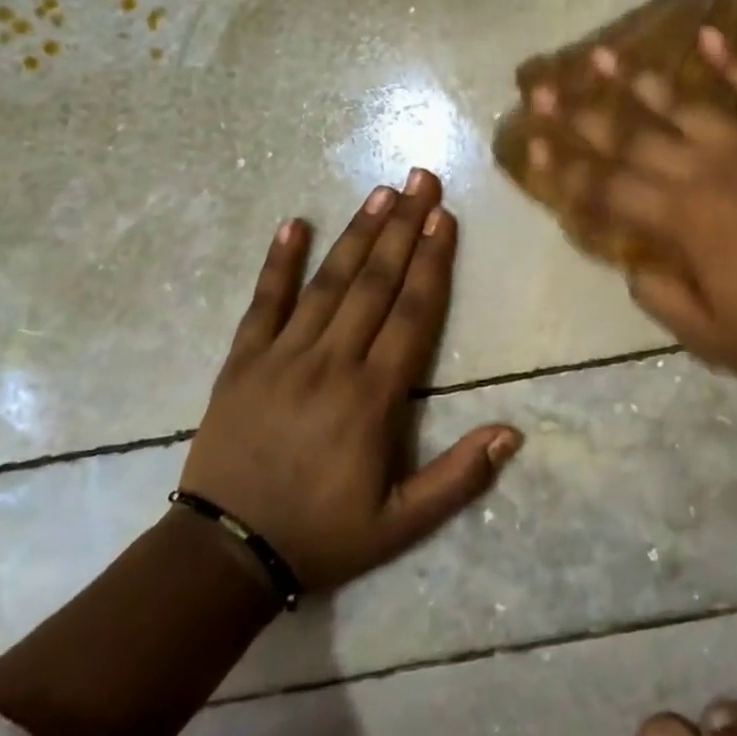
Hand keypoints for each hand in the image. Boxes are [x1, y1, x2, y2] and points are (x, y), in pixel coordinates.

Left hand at [179, 170, 521, 592]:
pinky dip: (278, 262)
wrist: (224, 555)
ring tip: (380, 192)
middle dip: (402, 227)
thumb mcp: (401, 525)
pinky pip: (262, 303)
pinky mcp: (241, 362)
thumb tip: (512, 433)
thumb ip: (458, 478)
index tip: (444, 217)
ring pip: (328, 282)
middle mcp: (332, 363)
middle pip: (375, 283)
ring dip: (357, 234)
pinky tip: (294, 223)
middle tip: (421, 179)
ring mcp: (282, 357)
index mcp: (373, 397)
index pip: (412, 313)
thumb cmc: (322, 534)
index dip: (432, 262)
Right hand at [529, 29, 736, 396]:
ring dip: (640, 80)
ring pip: (684, 106)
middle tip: (544, 88)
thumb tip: (634, 265)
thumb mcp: (710, 336)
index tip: (532, 145)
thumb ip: (661, 295)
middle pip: (632, 139)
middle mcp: (706, 172)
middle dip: (582, 115)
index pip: (607, 189)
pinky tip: (707, 33)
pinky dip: (734, 63)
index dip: (565, 170)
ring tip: (605, 53)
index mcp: (682, 221)